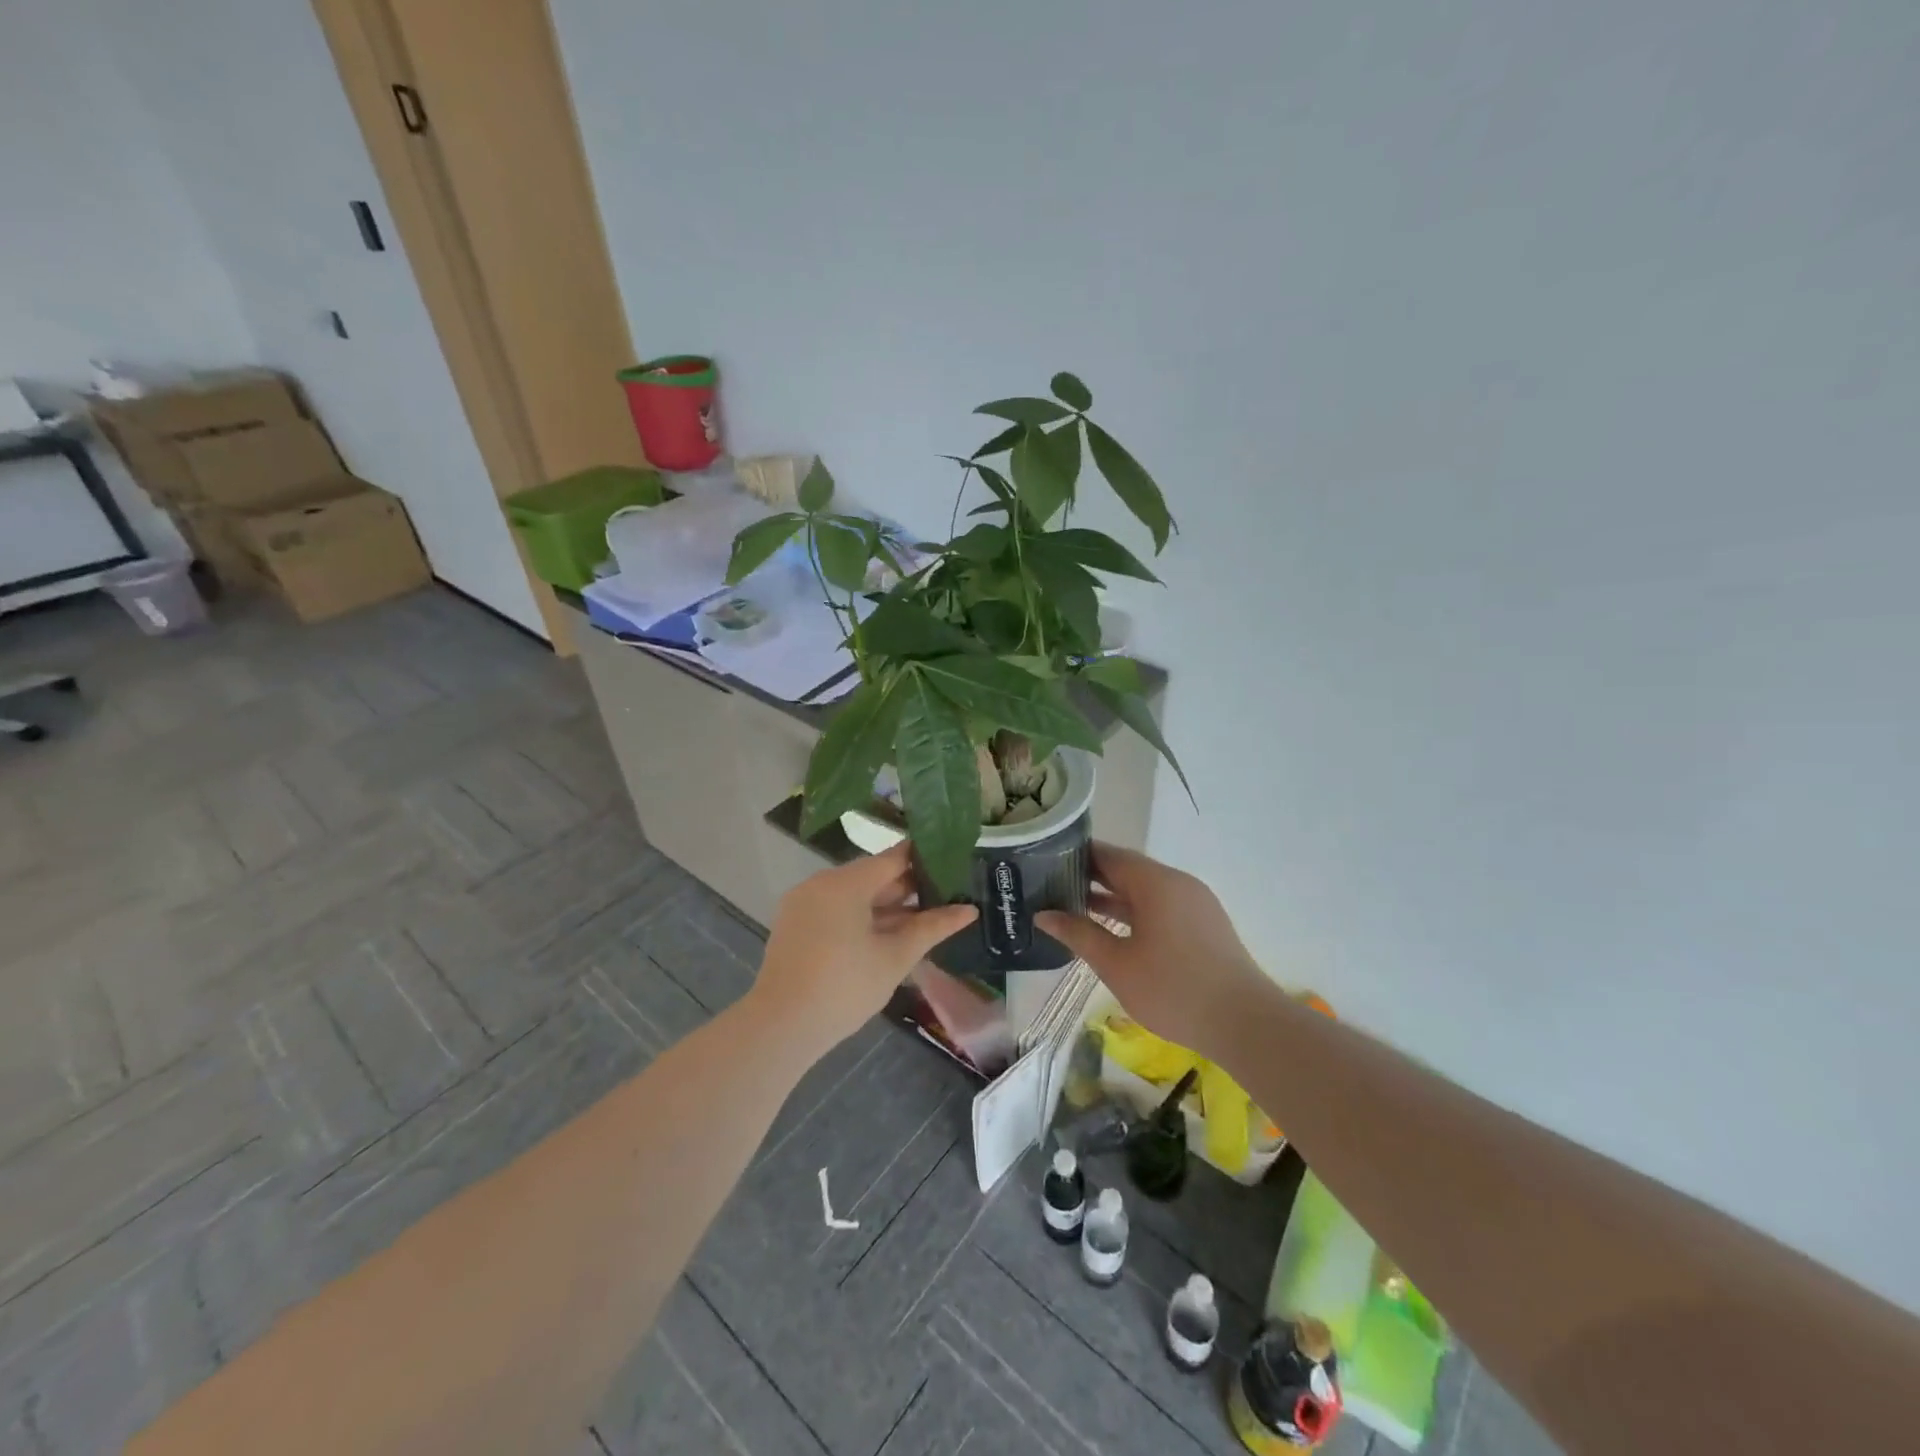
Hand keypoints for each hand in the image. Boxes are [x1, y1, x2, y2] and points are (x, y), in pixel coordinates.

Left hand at [750, 844, 978, 1057]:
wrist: (780, 1027)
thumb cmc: (844, 987)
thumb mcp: (895, 957)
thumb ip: (931, 928)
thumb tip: (969, 910)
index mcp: (845, 883)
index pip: (893, 858)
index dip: (924, 859)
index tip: (952, 863)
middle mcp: (821, 883)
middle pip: (872, 875)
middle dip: (907, 887)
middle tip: (946, 895)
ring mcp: (804, 903)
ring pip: (854, 895)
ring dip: (886, 905)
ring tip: (923, 918)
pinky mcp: (795, 924)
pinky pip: (836, 909)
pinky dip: (861, 917)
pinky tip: (887, 935)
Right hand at [1037, 843, 1266, 1059]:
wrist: (1245, 1023)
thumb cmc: (1173, 989)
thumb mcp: (1116, 964)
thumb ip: (1078, 934)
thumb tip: (1043, 915)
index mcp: (1155, 882)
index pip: (1108, 854)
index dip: (1076, 855)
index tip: (1045, 861)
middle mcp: (1177, 883)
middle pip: (1127, 869)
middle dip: (1091, 877)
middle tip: (1051, 885)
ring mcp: (1195, 903)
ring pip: (1145, 890)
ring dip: (1112, 897)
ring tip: (1074, 906)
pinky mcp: (1204, 924)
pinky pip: (1161, 906)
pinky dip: (1134, 911)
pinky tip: (1113, 929)